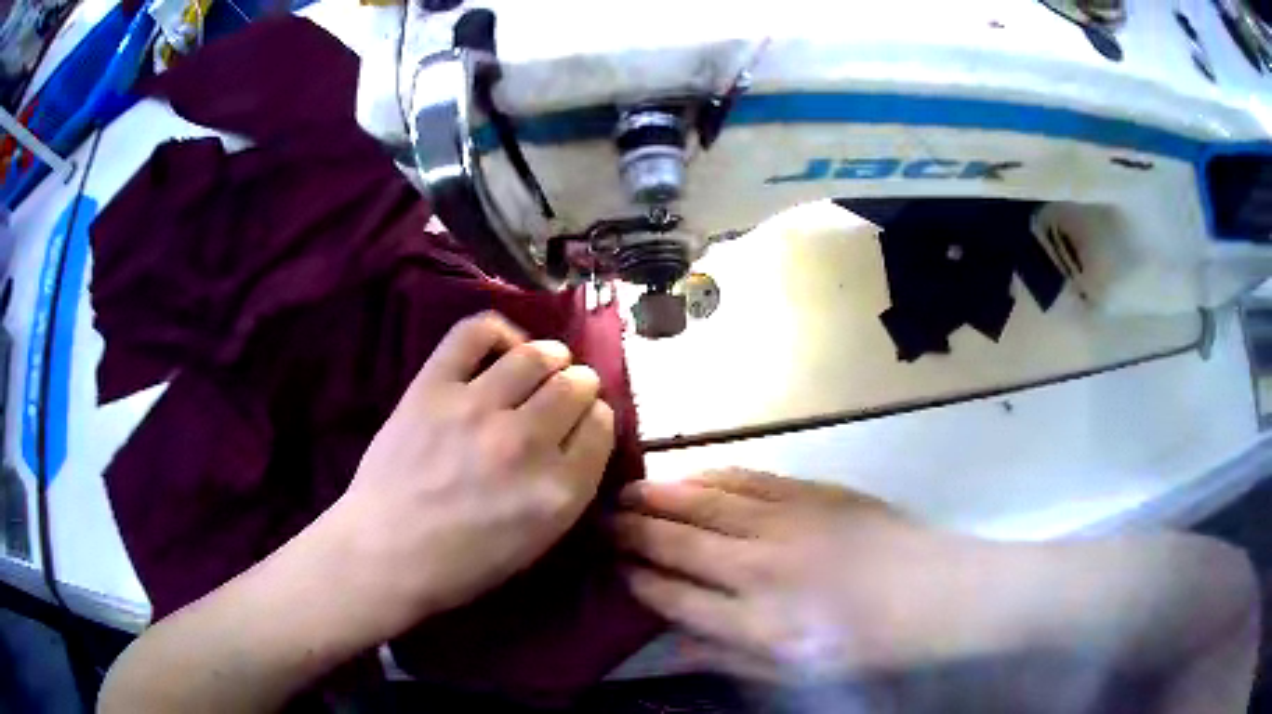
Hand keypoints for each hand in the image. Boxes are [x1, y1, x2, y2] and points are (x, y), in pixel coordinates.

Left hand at [331, 312, 614, 639]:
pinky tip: (503, 347)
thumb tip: (576, 437)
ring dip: (550, 356)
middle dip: (578, 386)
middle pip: (575, 385)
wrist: (385, 554)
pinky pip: (475, 333)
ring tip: (543, 363)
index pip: (601, 425)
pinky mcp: (433, 387)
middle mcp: (526, 442)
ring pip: (536, 355)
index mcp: (559, 490)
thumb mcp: (537, 542)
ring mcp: (476, 408)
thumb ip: (567, 488)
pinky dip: (498, 332)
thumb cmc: (462, 564)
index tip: (583, 422)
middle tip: (564, 392)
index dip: (595, 418)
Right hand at [615, 469, 984, 680]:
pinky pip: (747, 478)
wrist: (934, 592)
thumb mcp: (795, 671)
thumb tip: (675, 645)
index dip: (636, 579)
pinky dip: (711, 476)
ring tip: (629, 491)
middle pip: (678, 540)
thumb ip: (729, 657)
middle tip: (601, 518)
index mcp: (753, 620)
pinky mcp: (810, 493)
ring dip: (662, 495)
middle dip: (633, 529)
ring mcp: (785, 522)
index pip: (672, 594)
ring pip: (705, 501)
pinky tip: (691, 475)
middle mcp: (759, 566)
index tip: (613, 568)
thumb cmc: (866, 644)